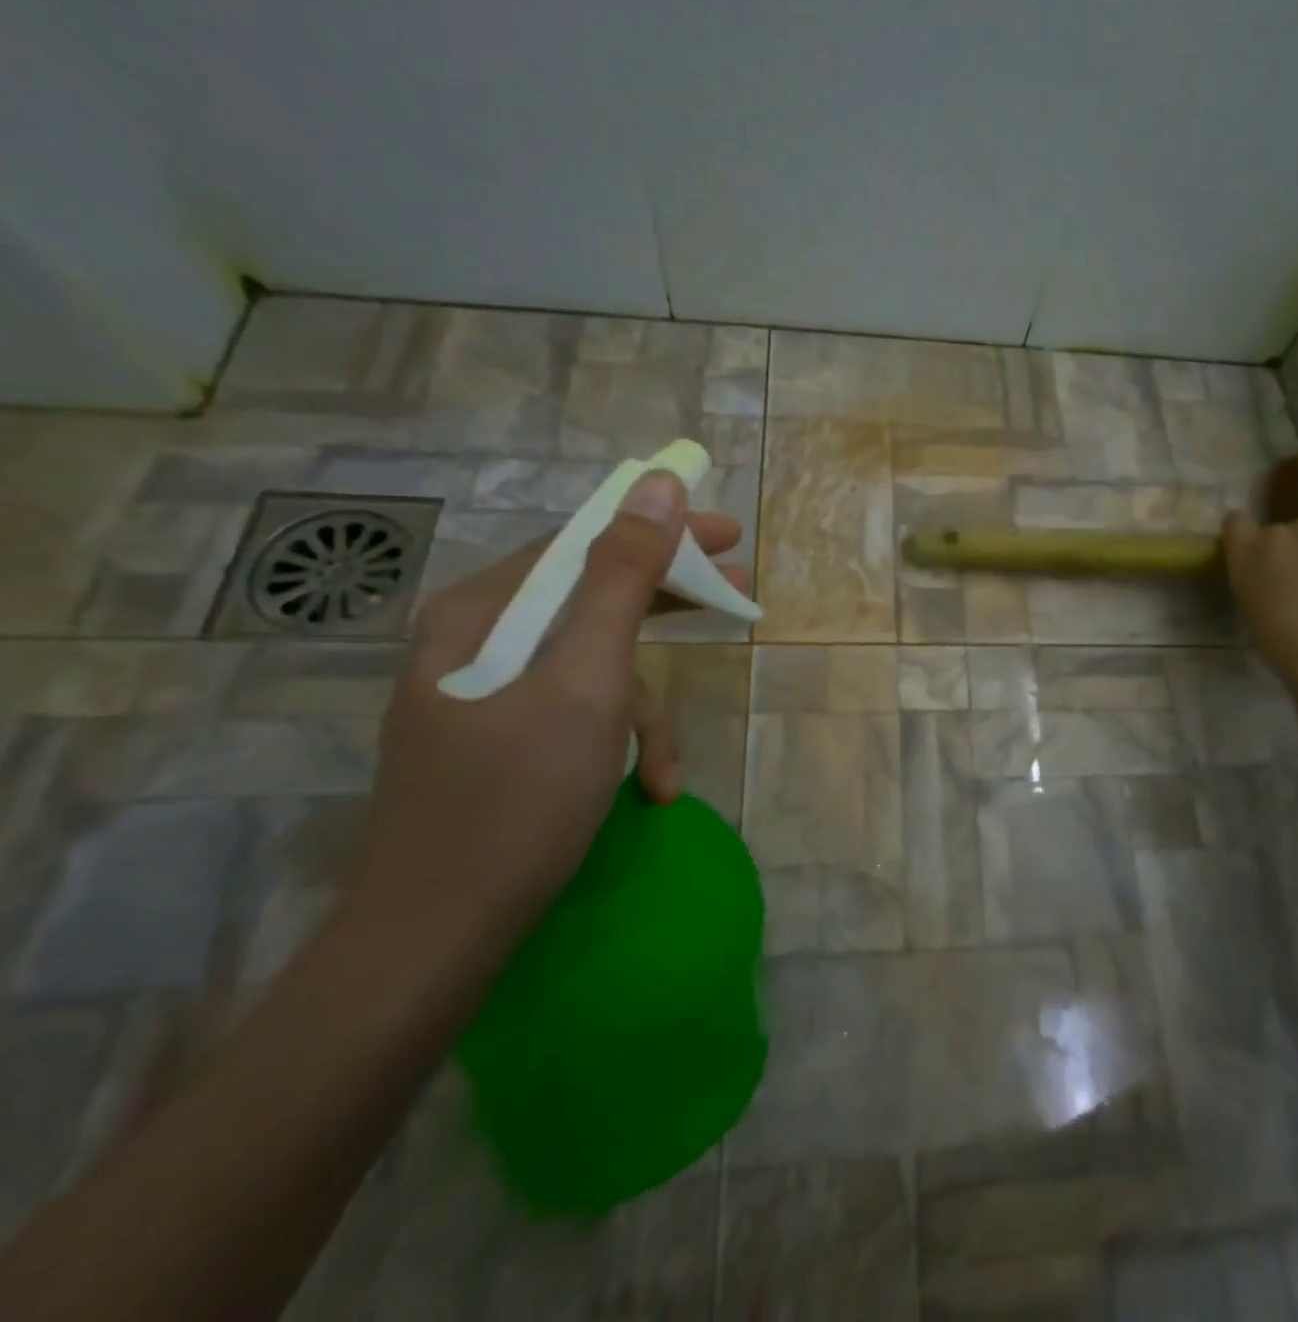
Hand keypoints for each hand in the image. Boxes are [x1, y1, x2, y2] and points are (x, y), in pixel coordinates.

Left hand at [347, 471, 748, 954]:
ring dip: (640, 712)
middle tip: (735, 595)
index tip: (727, 536)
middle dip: (664, 608)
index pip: (582, 542)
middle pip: (588, 599)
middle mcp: (474, 642)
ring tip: (666, 770)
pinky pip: (572, 715)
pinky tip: (645, 790)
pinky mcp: (496, 742)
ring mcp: (483, 696)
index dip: (660, 531)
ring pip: (587, 668)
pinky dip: (614, 744)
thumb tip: (656, 486)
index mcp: (481, 612)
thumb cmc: (516, 800)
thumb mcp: (587, 681)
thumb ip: (623, 580)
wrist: (433, 942)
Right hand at [1221, 500, 1297, 713]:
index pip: (1236, 521)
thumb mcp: (1249, 603)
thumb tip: (1269, 574)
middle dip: (1291, 542)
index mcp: (1245, 550)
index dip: (1245, 531)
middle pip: (1284, 526)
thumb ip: (1255, 577)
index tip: (1253, 547)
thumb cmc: (1276, 635)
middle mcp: (1280, 532)